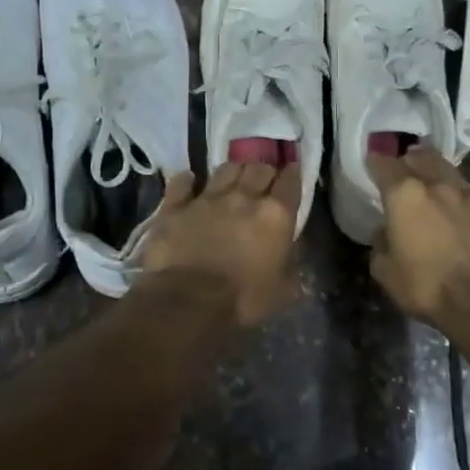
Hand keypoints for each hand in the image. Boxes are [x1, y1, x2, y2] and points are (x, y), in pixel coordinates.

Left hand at [139, 162, 301, 327]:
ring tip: (233, 177)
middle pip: (258, 168)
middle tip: (264, 178)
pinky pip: (182, 183)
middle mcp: (243, 197)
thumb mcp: (283, 289)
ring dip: (233, 171)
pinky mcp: (176, 206)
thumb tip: (293, 249)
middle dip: (264, 170)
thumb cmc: (243, 299)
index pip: (290, 182)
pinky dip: (188, 181)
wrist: (188, 301)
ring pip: (225, 169)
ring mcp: (207, 198)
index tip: (292, 171)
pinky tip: (190, 182)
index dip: (293, 173)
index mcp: (275, 215)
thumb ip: (291, 263)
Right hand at [368, 147, 469, 328]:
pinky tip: (466, 216)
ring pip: (452, 173)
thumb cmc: (427, 287)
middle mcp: (439, 185)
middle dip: (411, 159)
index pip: (384, 164)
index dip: (376, 161)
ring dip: (440, 177)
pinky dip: (466, 202)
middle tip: (406, 168)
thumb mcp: (386, 272)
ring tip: (436, 189)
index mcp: (406, 195)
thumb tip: (386, 232)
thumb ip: (381, 244)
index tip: (373, 162)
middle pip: (422, 157)